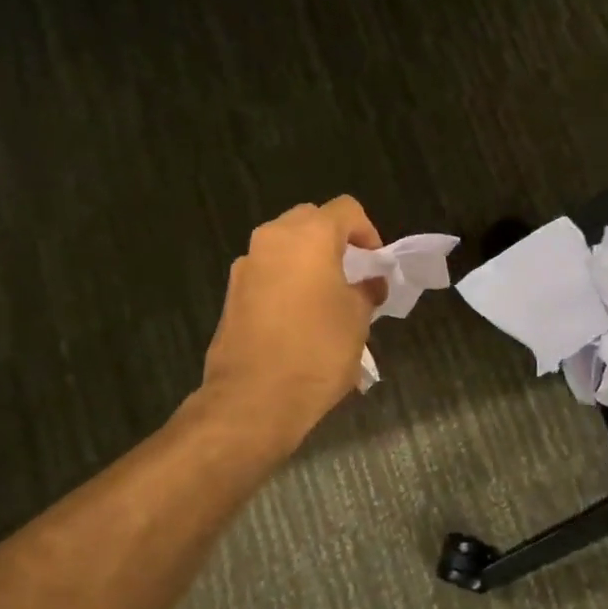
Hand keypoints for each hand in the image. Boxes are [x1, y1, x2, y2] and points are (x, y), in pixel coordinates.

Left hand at [199, 197, 384, 450]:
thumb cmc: (317, 352)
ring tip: (327, 299)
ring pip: (284, 248)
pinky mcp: (231, 294)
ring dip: (308, 262)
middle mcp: (272, 240)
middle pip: (310, 222)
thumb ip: (366, 292)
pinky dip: (286, 283)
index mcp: (308, 236)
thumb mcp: (357, 321)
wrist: (253, 399)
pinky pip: (267, 274)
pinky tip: (299, 320)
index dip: (368, 232)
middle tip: (352, 275)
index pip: (345, 210)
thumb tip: (370, 283)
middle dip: (334, 241)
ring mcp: (246, 266)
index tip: (376, 264)